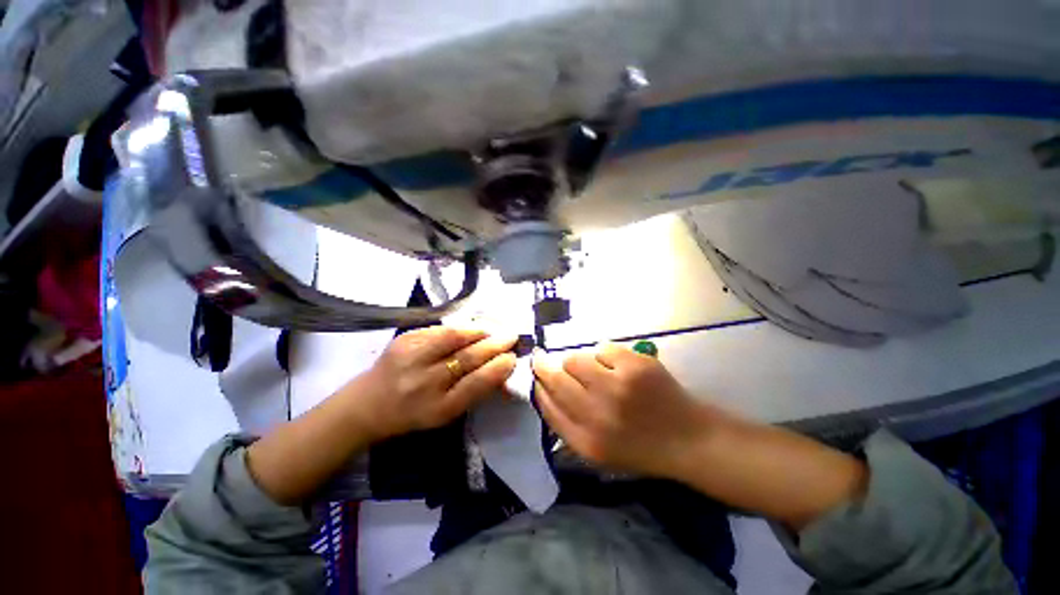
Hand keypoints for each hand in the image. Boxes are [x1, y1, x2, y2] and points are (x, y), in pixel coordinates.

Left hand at [347, 327, 517, 441]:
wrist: (366, 405)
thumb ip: (474, 392)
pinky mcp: (404, 340)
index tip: (513, 357)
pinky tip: (472, 328)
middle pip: (468, 357)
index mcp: (438, 408)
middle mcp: (424, 383)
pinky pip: (440, 330)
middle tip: (511, 336)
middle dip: (495, 344)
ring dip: (480, 330)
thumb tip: (502, 368)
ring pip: (454, 337)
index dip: (499, 368)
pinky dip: (461, 328)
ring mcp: (412, 358)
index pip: (477, 383)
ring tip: (494, 328)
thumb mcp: (446, 414)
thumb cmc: (413, 414)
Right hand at [532, 343, 720, 478]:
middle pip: (556, 377)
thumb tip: (543, 390)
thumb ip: (567, 424)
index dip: (538, 385)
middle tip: (544, 360)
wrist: (688, 439)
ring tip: (594, 371)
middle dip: (546, 366)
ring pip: (576, 359)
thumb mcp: (597, 451)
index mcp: (585, 441)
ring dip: (579, 362)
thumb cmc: (639, 447)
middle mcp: (597, 413)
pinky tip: (618, 367)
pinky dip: (605, 355)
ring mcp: (618, 386)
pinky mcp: (636, 365)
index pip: (546, 404)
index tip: (537, 376)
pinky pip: (602, 348)